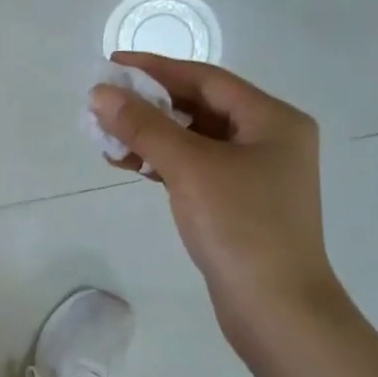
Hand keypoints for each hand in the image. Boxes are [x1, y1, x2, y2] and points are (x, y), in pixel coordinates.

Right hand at [90, 53, 343, 342]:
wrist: (277, 311)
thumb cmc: (241, 227)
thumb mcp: (189, 167)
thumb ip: (143, 126)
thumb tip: (100, 93)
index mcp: (272, 120)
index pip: (206, 79)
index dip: (156, 69)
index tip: (113, 65)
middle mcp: (269, 139)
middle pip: (199, 107)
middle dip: (150, 105)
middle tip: (104, 103)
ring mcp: (255, 174)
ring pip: (194, 140)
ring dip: (151, 135)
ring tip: (108, 138)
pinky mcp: (239, 203)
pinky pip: (195, 167)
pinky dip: (163, 162)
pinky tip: (131, 166)